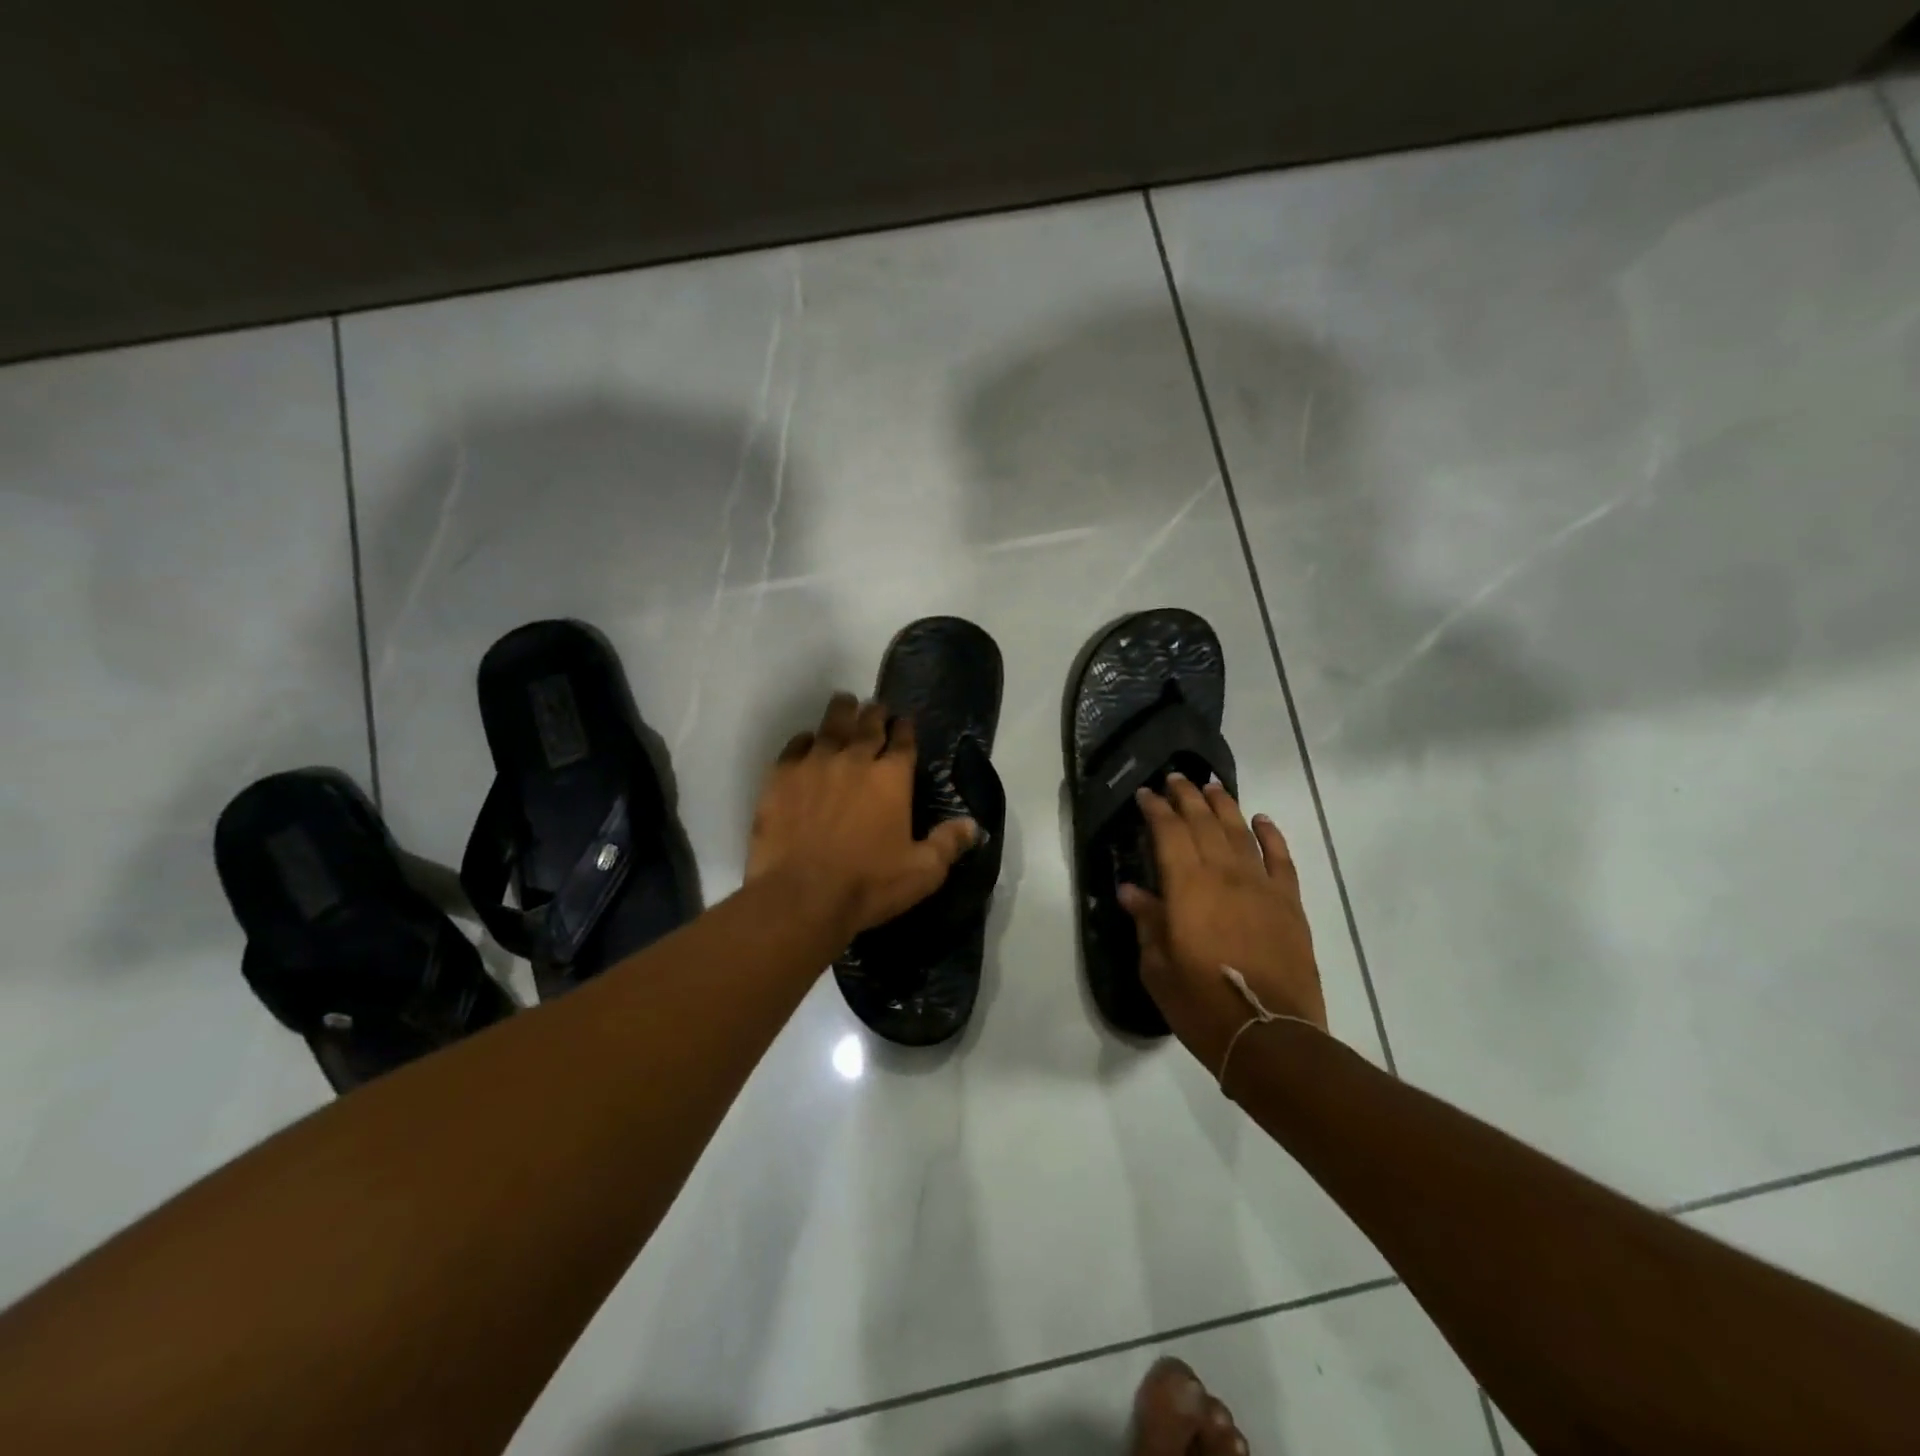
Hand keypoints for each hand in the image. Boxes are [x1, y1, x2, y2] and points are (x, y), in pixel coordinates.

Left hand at [747, 692, 976, 940]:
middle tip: (876, 707)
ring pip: (831, 726)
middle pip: (868, 725)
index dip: (906, 728)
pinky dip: (805, 739)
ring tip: (845, 702)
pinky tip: (807, 740)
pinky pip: (795, 746)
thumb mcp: (922, 871)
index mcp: (892, 778)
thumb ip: (948, 843)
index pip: (903, 741)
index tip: (905, 721)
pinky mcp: (781, 776)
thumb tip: (974, 825)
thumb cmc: (868, 884)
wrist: (801, 896)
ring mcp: (815, 764)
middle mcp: (855, 760)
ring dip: (842, 711)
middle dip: (875, 713)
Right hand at [1119, 774, 1327, 1074]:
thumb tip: (1132, 891)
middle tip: (1176, 778)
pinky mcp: (1289, 904)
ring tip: (1212, 786)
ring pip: (1240, 832)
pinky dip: (1271, 835)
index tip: (1146, 794)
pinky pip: (1281, 859)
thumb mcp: (1158, 967)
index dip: (1157, 809)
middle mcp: (1224, 875)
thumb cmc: (1201, 1004)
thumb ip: (1147, 922)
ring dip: (1224, 805)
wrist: (1269, 1035)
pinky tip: (1261, 820)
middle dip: (1187, 797)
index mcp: (1187, 887)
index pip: (1169, 832)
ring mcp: (1262, 887)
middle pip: (1204, 823)